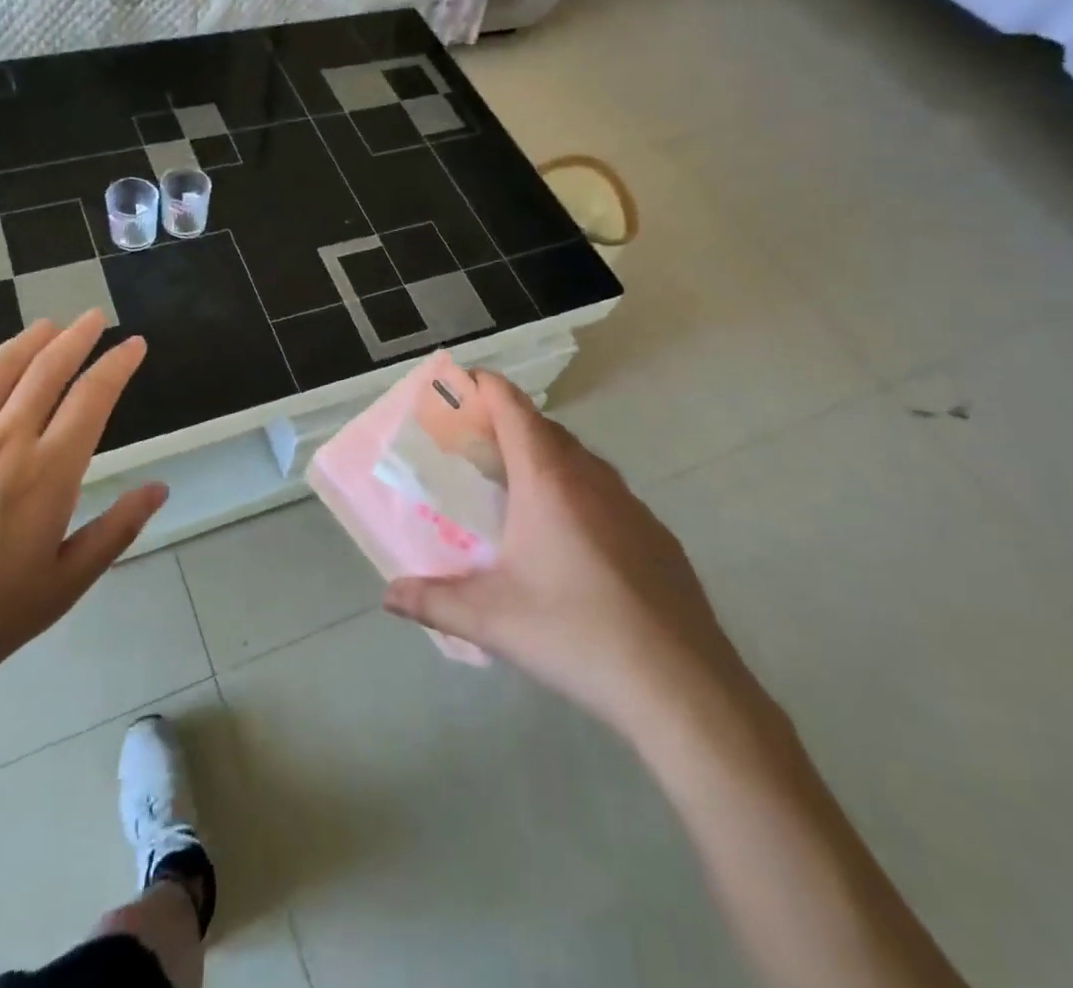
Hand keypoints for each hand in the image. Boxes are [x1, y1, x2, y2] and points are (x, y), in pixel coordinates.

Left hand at [0, 312, 166, 722]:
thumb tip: (159, 488)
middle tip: (93, 317)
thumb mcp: (62, 586)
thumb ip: (115, 531)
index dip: (117, 364)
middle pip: (47, 370)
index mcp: (48, 474)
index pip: (93, 398)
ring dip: (28, 340)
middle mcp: (4, 441)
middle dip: (76, 337)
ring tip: (48, 324)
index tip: (133, 344)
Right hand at [384, 372, 763, 744]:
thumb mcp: (492, 620)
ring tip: (515, 489)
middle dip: (506, 424)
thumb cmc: (576, 635)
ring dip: (543, 457)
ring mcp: (631, 504)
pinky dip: (576, 490)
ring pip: (578, 459)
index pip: (512, 407)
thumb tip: (389, 595)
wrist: (683, 687)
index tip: (459, 384)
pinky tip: (568, 540)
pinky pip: (605, 491)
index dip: (484, 385)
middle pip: (543, 427)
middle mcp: (591, 478)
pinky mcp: (656, 534)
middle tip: (472, 448)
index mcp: (548, 480)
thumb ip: (433, 601)